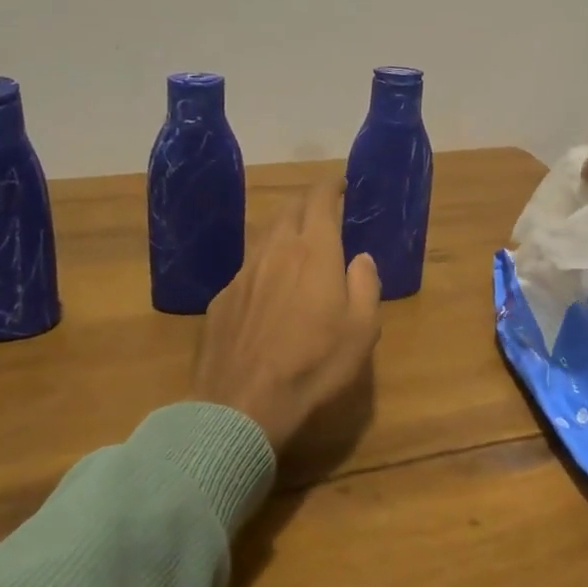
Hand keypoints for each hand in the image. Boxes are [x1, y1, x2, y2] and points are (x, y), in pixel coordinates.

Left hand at [191, 178, 382, 451]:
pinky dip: (264, 264)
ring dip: (284, 230)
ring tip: (297, 242)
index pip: (321, 200)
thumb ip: (365, 285)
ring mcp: (244, 272)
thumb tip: (361, 259)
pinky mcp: (222, 297)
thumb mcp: (362, 329)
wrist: (242, 403)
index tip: (341, 183)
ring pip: (265, 236)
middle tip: (323, 210)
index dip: (332, 186)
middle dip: (308, 203)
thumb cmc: (314, 365)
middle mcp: (276, 250)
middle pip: (290, 210)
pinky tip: (268, 286)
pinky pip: (248, 267)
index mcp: (315, 251)